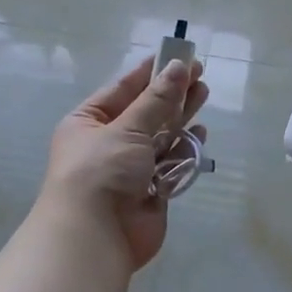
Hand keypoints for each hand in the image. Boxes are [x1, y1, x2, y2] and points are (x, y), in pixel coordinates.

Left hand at [43, 55, 208, 270]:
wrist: (96, 236)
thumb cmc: (102, 172)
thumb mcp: (127, 128)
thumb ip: (157, 100)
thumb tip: (178, 67)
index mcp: (88, 123)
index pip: (122, 89)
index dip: (149, 72)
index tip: (176, 55)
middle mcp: (107, 143)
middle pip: (145, 112)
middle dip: (171, 93)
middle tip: (199, 72)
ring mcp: (130, 169)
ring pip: (160, 137)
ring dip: (181, 117)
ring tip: (203, 93)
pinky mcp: (151, 192)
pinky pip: (171, 164)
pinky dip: (185, 150)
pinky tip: (200, 133)